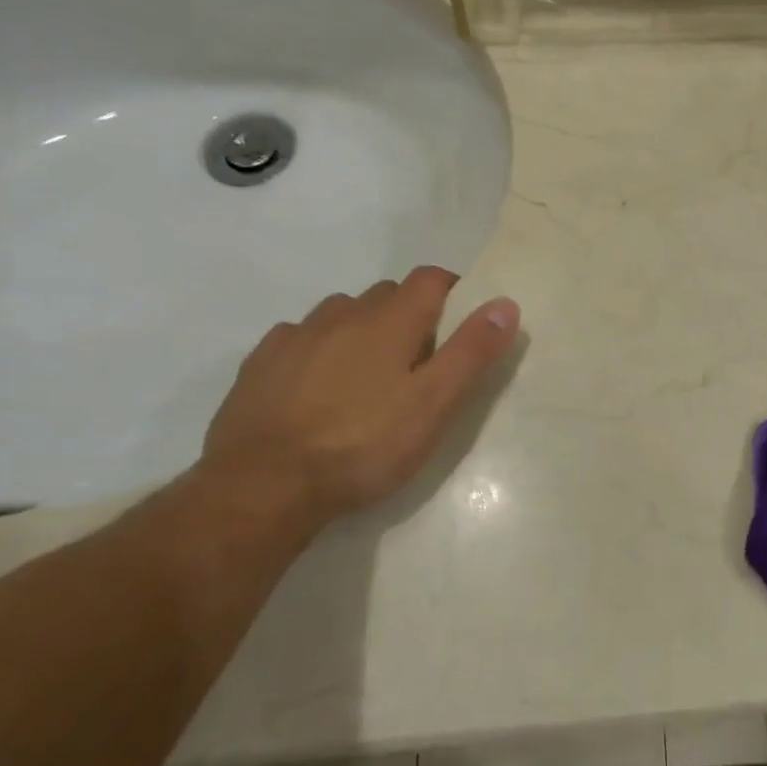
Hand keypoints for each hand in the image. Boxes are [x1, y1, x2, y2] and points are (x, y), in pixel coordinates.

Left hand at [199, 267, 519, 530]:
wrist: (263, 486)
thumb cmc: (363, 445)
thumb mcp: (434, 405)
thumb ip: (471, 351)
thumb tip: (505, 303)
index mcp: (390, 320)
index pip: (430, 278)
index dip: (452, 291)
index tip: (462, 322)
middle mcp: (343, 313)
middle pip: (387, 294)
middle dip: (409, 314)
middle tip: (420, 361)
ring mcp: (297, 335)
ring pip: (342, 313)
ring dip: (362, 328)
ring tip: (369, 374)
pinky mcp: (261, 362)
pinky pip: (301, 338)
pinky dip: (319, 349)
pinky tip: (317, 386)